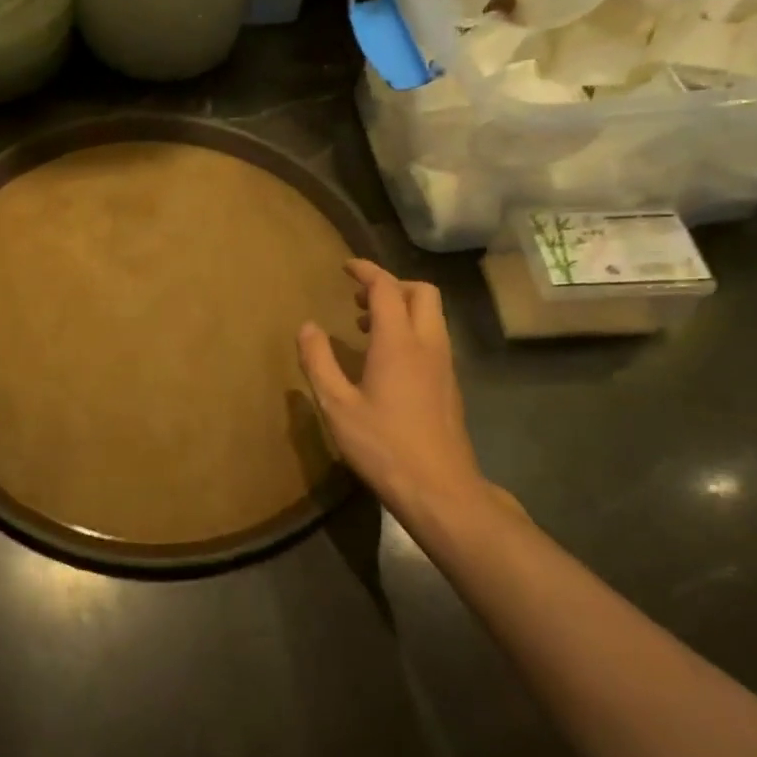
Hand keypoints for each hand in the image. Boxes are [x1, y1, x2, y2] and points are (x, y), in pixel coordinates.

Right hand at [297, 259, 491, 525]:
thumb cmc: (383, 445)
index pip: (386, 289)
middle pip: (421, 293)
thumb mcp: (336, 405)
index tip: (346, 267)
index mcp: (398, 342)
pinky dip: (411, 331)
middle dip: (391, 285)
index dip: (366, 272)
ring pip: (432, 316)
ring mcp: (444, 365)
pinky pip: (433, 338)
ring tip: (366, 326)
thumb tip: (307, 326)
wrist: (440, 489)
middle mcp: (428, 345)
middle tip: (359, 298)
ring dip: (402, 308)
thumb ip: (318, 361)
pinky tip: (385, 360)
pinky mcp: (449, 385)